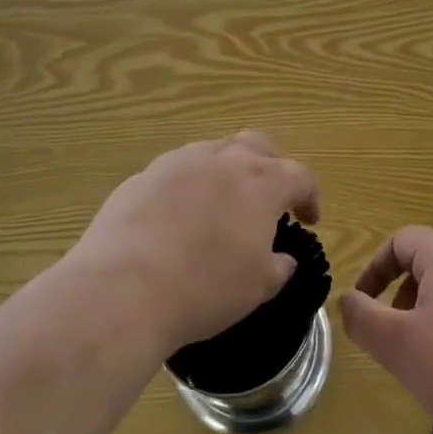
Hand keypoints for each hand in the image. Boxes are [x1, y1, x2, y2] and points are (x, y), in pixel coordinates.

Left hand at [73, 133, 320, 355]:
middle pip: (257, 145)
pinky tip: (177, 220)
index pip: (299, 175)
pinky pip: (176, 172)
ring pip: (214, 152)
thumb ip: (279, 267)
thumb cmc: (205, 288)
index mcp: (261, 181)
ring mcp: (179, 161)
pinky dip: (188, 188)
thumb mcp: (258, 287)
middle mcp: (223, 159)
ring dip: (226, 173)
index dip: (309, 196)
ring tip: (220, 207)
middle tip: (268, 199)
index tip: (309, 219)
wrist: (123, 288)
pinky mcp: (143, 176)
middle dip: (270, 167)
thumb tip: (282, 258)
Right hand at [340, 226, 432, 433]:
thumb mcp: (397, 345)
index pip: (402, 240)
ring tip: (426, 360)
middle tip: (393, 338)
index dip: (374, 268)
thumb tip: (347, 299)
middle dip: (402, 296)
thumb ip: (362, 317)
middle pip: (429, 264)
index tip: (362, 304)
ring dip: (430, 316)